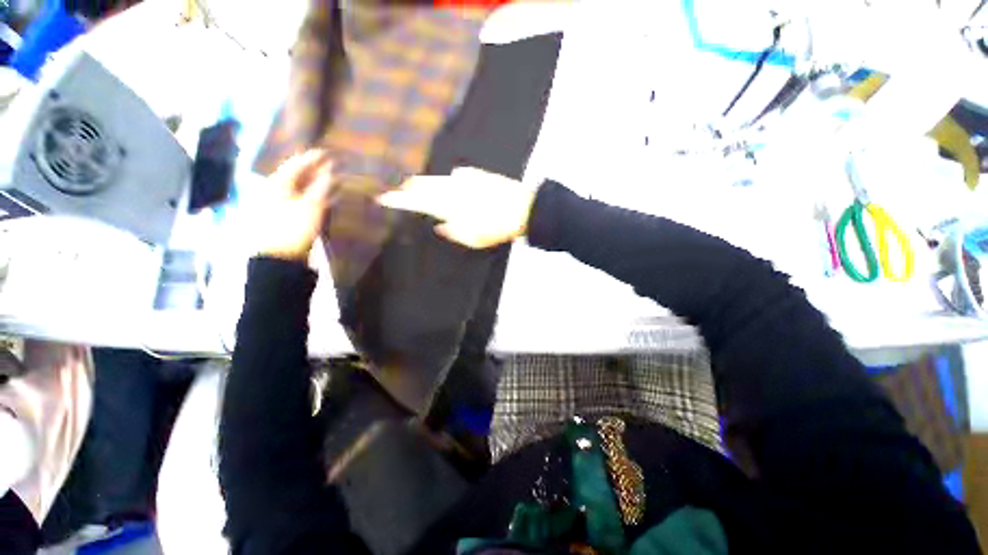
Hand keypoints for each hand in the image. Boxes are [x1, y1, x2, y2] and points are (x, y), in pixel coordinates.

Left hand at [258, 150, 334, 261]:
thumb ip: (322, 188)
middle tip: (333, 164)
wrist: (279, 258)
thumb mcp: (310, 207)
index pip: (297, 165)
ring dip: (318, 183)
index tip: (329, 152)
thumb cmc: (292, 229)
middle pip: (299, 175)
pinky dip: (316, 196)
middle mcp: (278, 190)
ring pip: (302, 188)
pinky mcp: (289, 217)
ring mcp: (282, 204)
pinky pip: (304, 200)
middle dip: (316, 169)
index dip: (313, 158)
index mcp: (278, 184)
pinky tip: (327, 196)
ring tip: (333, 178)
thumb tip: (332, 172)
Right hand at [378, 167, 537, 249]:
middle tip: (397, 191)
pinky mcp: (475, 173)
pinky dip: (446, 180)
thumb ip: (454, 232)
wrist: (523, 208)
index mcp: (450, 206)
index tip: (383, 198)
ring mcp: (464, 179)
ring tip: (413, 185)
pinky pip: (455, 175)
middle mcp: (453, 189)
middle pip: (423, 185)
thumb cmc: (499, 228)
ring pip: (437, 178)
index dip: (399, 200)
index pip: (417, 201)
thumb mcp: (475, 239)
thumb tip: (440, 225)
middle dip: (408, 188)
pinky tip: (448, 182)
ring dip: (424, 182)